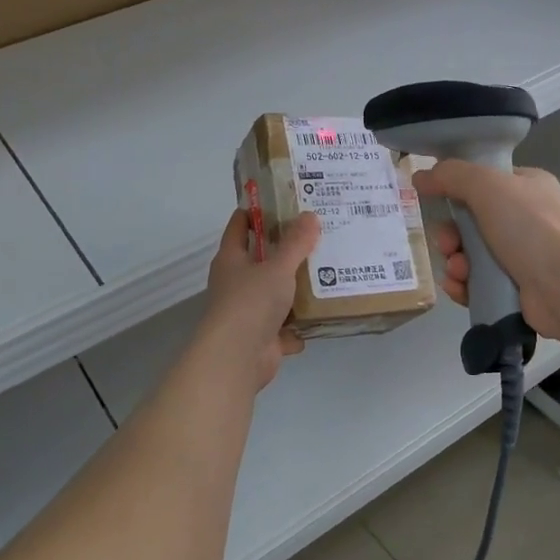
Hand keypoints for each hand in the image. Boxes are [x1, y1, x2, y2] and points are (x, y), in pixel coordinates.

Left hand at [194, 208, 319, 390]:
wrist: (237, 358)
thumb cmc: (251, 302)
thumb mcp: (277, 267)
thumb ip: (295, 243)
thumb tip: (310, 215)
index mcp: (231, 260)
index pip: (240, 226)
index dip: (257, 212)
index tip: (282, 201)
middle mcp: (236, 283)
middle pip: (261, 260)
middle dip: (286, 251)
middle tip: (317, 235)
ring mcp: (248, 313)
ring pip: (275, 295)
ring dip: (295, 291)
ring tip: (328, 275)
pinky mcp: (262, 338)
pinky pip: (284, 329)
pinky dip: (298, 328)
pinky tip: (319, 319)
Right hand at [414, 163, 559, 347]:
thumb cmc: (530, 227)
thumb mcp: (488, 186)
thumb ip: (451, 175)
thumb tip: (419, 177)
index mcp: (525, 188)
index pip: (482, 183)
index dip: (455, 192)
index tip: (434, 201)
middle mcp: (524, 220)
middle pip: (470, 223)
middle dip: (450, 235)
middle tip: (447, 244)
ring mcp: (521, 257)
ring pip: (470, 256)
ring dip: (454, 262)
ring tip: (458, 271)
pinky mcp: (514, 290)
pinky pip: (476, 284)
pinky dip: (463, 285)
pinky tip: (459, 288)